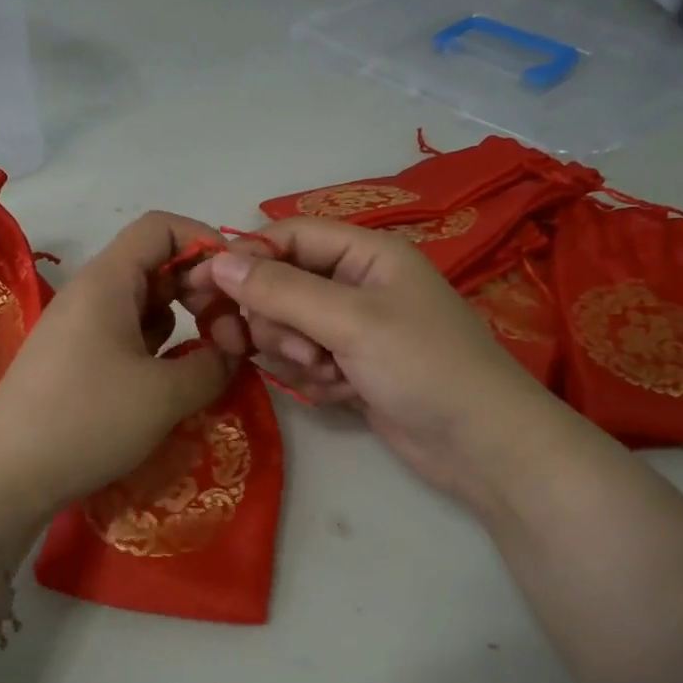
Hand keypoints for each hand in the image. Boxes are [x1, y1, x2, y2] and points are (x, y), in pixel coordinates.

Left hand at [0, 212, 236, 549]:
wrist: (5, 476)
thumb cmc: (87, 420)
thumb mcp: (165, 395)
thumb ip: (214, 365)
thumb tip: (233, 352)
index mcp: (108, 281)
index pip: (162, 227)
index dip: (206, 243)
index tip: (237, 284)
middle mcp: (93, 293)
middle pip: (157, 263)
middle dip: (201, 288)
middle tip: (230, 332)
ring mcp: (81, 327)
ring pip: (144, 302)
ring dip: (183, 319)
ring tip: (210, 356)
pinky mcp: (76, 360)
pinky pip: (128, 334)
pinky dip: (159, 346)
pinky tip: (174, 377)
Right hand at [186, 218, 560, 509]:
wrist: (479, 445)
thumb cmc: (423, 366)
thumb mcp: (350, 321)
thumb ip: (281, 290)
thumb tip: (217, 262)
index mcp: (365, 254)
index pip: (288, 237)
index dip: (245, 257)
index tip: (202, 286)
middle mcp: (356, 285)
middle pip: (281, 285)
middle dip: (277, 320)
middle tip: (292, 349)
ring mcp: (352, 330)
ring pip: (288, 329)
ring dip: (295, 354)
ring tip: (325, 373)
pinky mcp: (350, 368)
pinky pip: (304, 363)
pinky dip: (314, 379)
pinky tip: (342, 393)